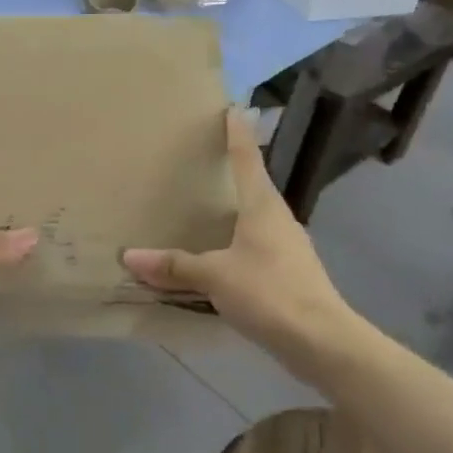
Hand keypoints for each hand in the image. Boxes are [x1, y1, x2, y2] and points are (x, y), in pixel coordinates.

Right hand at [122, 110, 355, 367]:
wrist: (322, 342)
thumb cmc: (269, 293)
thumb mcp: (215, 276)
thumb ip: (174, 266)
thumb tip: (130, 256)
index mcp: (262, 207)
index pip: (247, 160)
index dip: (237, 135)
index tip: (232, 110)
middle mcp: (278, 219)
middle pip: (253, 186)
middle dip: (231, 172)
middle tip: (203, 160)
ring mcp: (288, 247)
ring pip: (255, 218)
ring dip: (233, 211)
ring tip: (204, 208)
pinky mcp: (289, 274)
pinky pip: (256, 247)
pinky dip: (235, 243)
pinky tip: (218, 255)